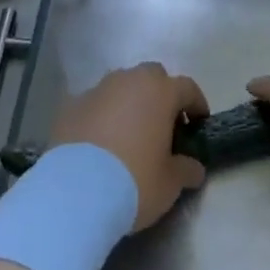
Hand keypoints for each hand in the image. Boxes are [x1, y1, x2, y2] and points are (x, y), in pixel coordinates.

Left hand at [50, 63, 208, 230]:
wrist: (75, 193)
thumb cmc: (134, 182)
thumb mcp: (170, 183)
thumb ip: (186, 169)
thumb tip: (194, 167)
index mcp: (160, 92)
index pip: (187, 87)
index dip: (196, 104)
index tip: (198, 123)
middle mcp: (129, 81)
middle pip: (152, 77)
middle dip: (160, 95)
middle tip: (162, 125)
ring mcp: (97, 90)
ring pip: (121, 86)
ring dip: (129, 102)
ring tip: (128, 133)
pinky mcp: (70, 105)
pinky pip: (94, 104)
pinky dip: (101, 116)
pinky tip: (99, 142)